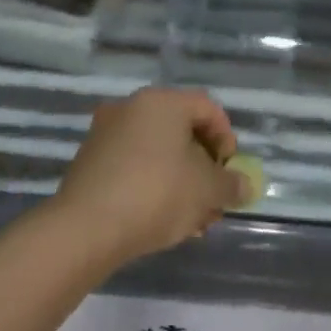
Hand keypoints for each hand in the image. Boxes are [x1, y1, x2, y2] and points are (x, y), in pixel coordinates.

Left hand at [51, 87, 248, 267]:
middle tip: (214, 199)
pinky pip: (134, 167)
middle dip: (204, 168)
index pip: (207, 108)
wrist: (86, 228)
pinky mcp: (89, 162)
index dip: (227, 139)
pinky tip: (163, 220)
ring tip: (193, 220)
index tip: (230, 172)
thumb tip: (244, 185)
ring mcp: (105, 134)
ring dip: (182, 182)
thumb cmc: (157, 195)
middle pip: (181, 132)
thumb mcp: (208, 191)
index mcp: (162, 102)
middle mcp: (131, 108)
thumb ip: (232, 185)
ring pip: (158, 153)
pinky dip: (154, 186)